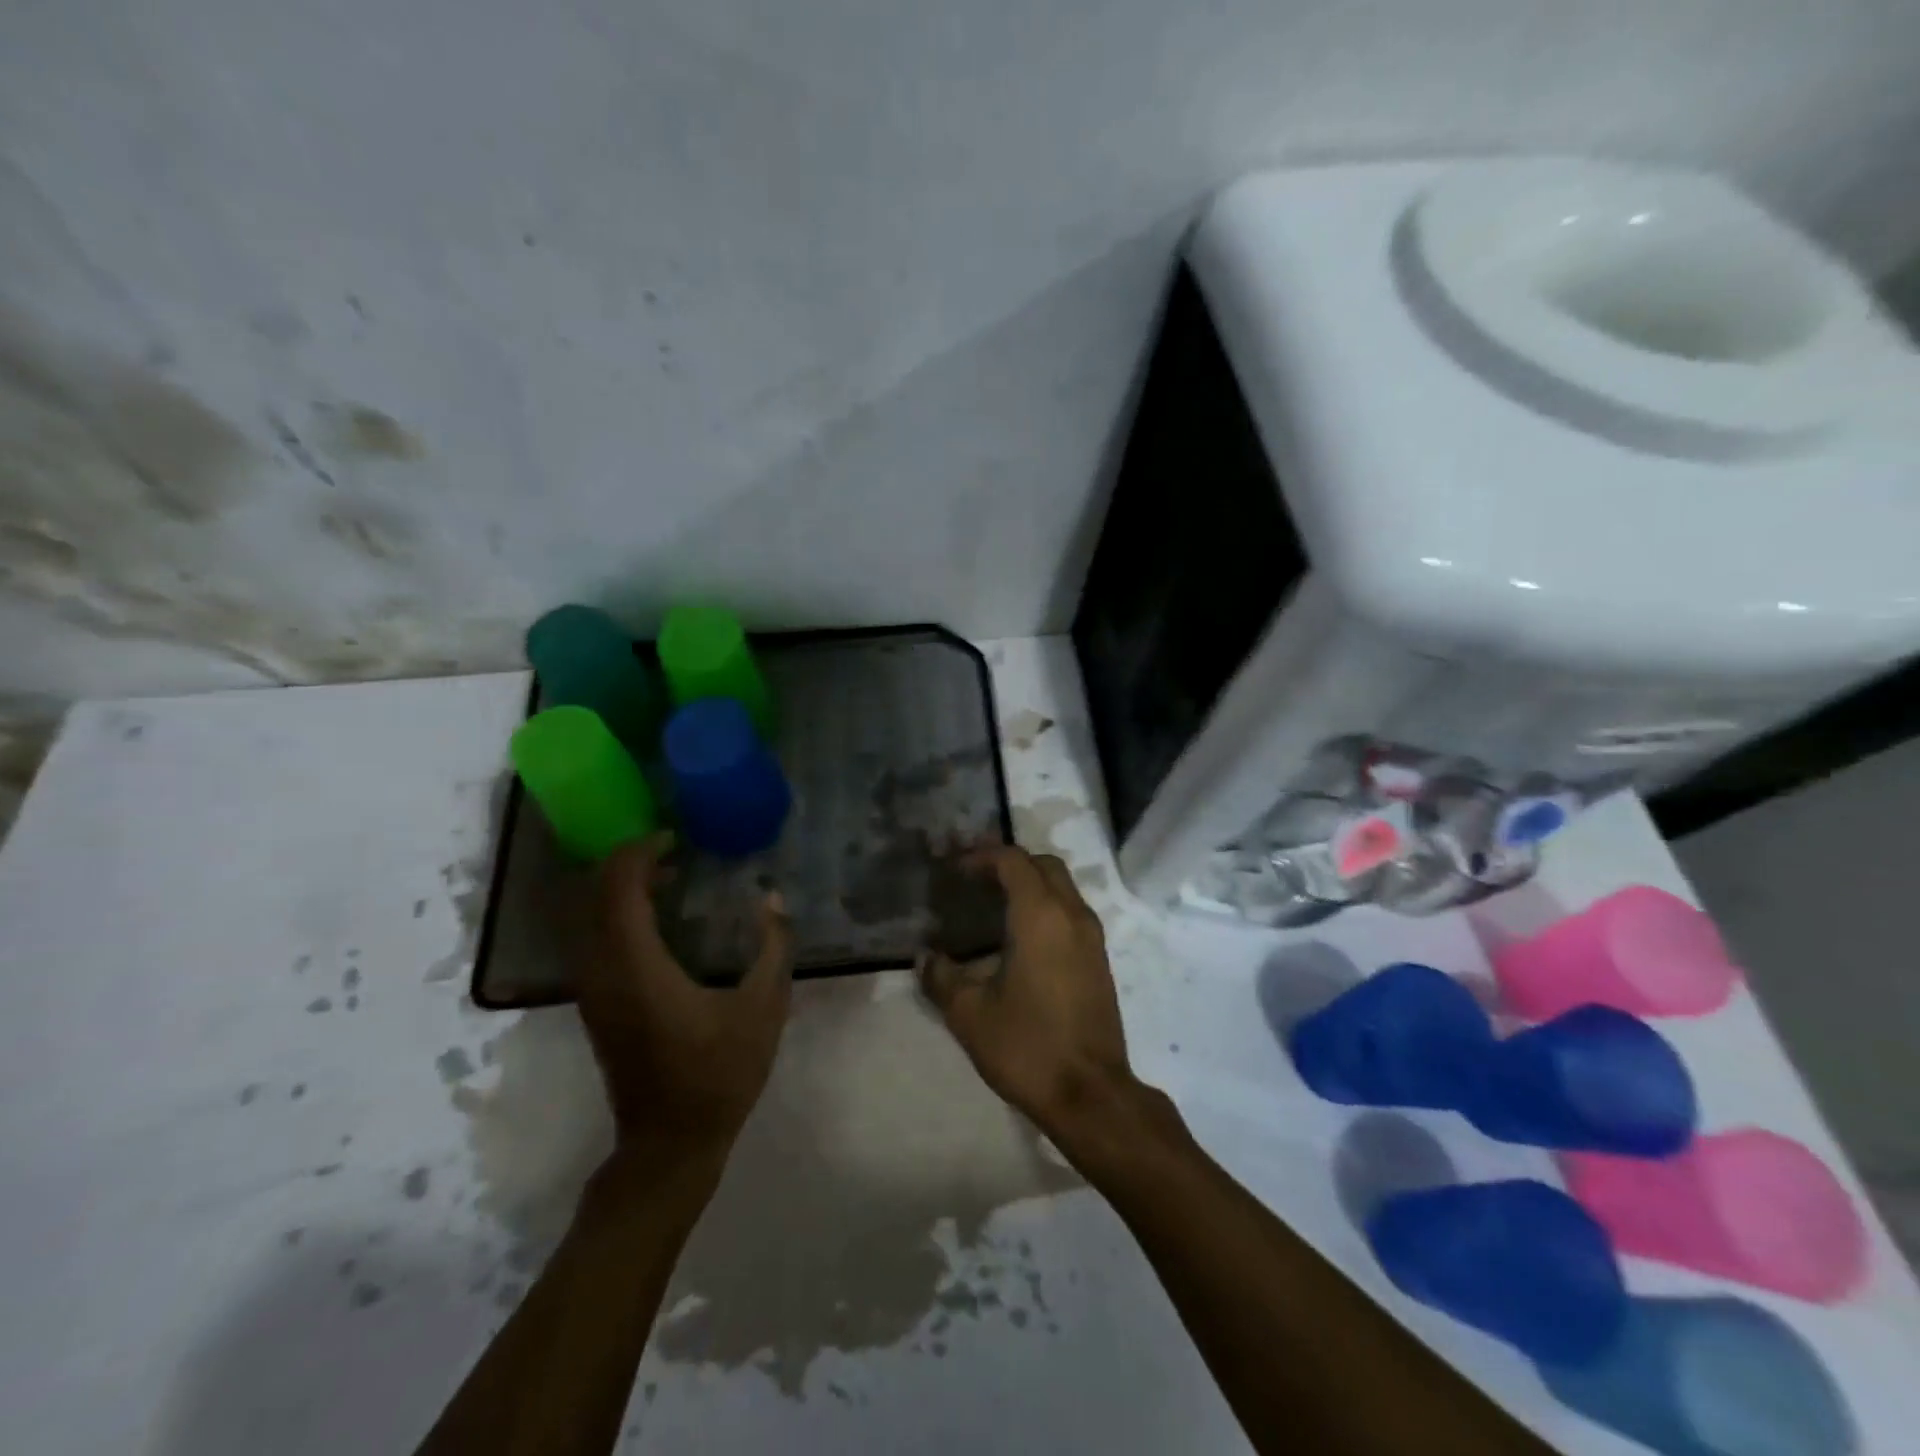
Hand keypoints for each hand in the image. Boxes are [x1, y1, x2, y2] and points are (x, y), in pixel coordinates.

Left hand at [575, 833, 793, 1167]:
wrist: (669, 1143)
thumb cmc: (720, 1074)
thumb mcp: (764, 1008)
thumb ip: (774, 947)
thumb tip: (773, 899)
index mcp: (639, 968)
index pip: (619, 889)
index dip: (640, 853)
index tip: (674, 839)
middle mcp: (603, 972)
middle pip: (595, 896)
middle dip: (629, 863)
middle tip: (674, 852)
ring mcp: (593, 991)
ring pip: (588, 918)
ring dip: (621, 888)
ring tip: (669, 878)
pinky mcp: (596, 1005)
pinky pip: (594, 939)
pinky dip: (617, 914)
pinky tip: (656, 919)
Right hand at [918, 845, 1134, 1136]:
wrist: (1091, 1094)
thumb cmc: (1027, 1046)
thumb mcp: (970, 1014)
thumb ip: (942, 977)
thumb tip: (925, 957)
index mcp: (1041, 916)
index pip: (1013, 861)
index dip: (981, 856)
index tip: (954, 870)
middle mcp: (1072, 915)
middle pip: (1043, 865)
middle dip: (1008, 863)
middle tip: (973, 879)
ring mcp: (1092, 938)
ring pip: (1062, 888)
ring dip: (1030, 884)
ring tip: (992, 905)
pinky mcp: (1099, 960)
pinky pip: (1071, 912)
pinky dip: (1046, 907)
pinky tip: (1019, 938)